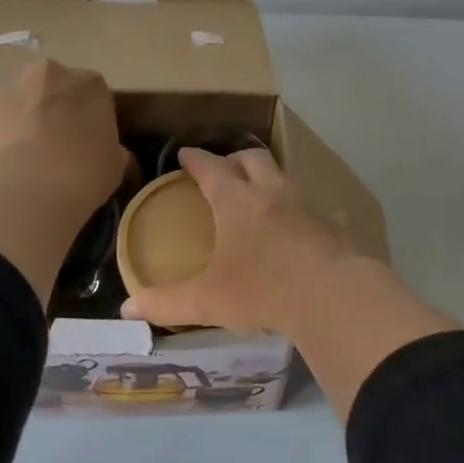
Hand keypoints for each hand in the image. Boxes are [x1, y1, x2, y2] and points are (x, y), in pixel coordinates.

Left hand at [0, 59, 124, 212]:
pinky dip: (0, 135)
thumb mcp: (115, 165)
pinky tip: (5, 164)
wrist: (27, 191)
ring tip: (28, 159)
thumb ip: (112, 148)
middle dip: (56, 109)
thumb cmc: (83, 175)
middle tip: (59, 146)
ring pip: (22, 101)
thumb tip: (109, 152)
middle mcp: (49, 74)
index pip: (94, 94)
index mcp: (90, 84)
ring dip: (25, 119)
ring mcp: (10, 87)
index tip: (89, 142)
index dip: (91, 118)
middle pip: (54, 88)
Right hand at [120, 147, 355, 332]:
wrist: (331, 297)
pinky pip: (324, 213)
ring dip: (273, 181)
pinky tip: (312, 228)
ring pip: (288, 180)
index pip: (211, 169)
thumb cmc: (261, 291)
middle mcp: (273, 195)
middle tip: (226, 167)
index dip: (196, 160)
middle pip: (254, 159)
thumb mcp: (207, 300)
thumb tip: (127, 309)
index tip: (186, 154)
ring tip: (265, 195)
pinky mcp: (336, 228)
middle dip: (236, 158)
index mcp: (237, 203)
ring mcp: (309, 208)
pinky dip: (313, 216)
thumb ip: (166, 303)